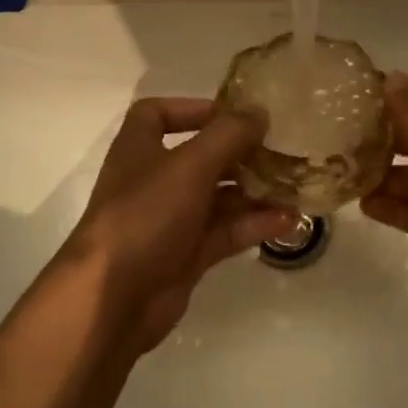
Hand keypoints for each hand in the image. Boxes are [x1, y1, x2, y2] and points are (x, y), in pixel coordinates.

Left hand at [64, 97, 300, 350]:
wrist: (112, 299)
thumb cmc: (145, 215)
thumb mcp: (190, 165)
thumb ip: (228, 134)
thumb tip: (259, 111)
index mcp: (140, 148)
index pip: (159, 114)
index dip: (194, 108)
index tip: (235, 113)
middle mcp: (154, 179)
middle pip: (200, 156)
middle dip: (240, 152)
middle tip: (281, 149)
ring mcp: (170, 219)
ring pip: (218, 197)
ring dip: (254, 190)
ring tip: (294, 186)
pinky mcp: (186, 255)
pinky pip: (225, 231)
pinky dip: (253, 224)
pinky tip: (288, 220)